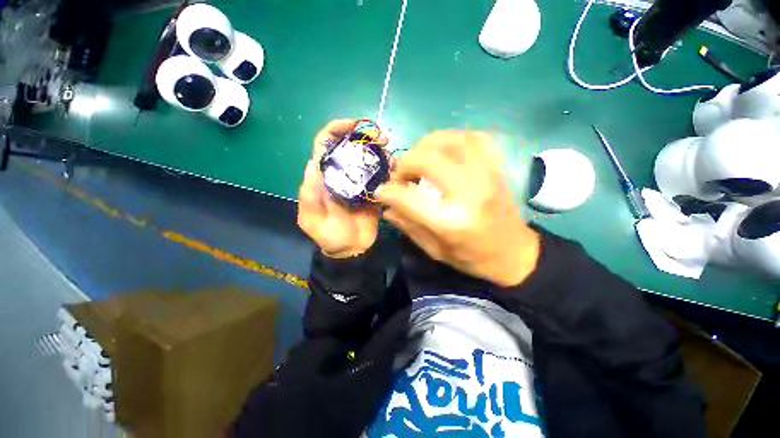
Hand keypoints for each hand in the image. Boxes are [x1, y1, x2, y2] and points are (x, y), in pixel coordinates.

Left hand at [297, 120, 386, 258]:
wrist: (350, 252)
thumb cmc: (328, 236)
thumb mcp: (312, 220)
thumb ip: (310, 197)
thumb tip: (313, 165)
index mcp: (322, 174)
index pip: (325, 142)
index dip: (337, 128)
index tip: (354, 125)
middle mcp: (341, 170)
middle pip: (351, 143)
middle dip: (366, 134)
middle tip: (382, 138)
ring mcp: (359, 178)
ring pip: (369, 154)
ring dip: (381, 149)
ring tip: (392, 156)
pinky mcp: (375, 186)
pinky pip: (383, 171)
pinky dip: (391, 166)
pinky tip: (397, 170)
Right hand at [375, 131, 539, 286]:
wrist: (515, 253)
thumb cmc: (474, 258)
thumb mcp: (437, 251)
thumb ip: (409, 225)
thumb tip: (386, 203)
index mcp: (452, 223)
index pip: (409, 197)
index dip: (389, 190)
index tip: (383, 189)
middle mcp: (470, 193)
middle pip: (428, 159)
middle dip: (407, 162)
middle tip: (404, 174)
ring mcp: (487, 176)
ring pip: (451, 140)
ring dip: (429, 143)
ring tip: (423, 157)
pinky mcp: (497, 168)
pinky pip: (476, 138)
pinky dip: (457, 137)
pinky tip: (448, 149)